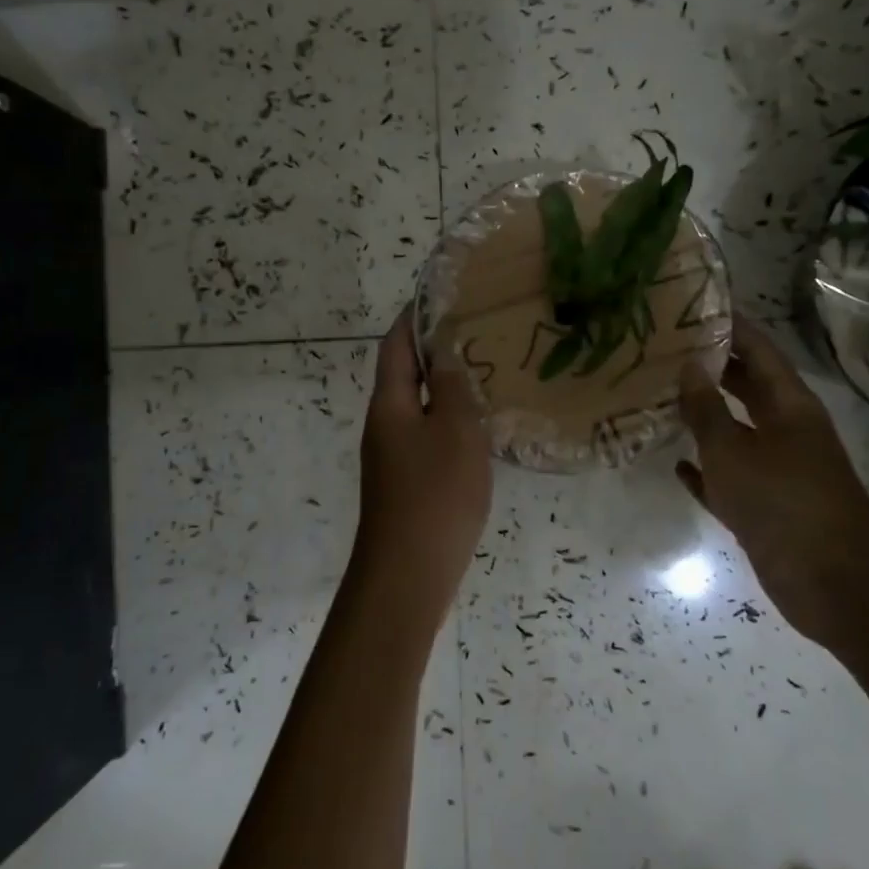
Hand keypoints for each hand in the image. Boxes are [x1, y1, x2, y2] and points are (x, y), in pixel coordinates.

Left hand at [352, 307, 492, 636]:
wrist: (409, 574)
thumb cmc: (435, 494)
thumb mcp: (454, 431)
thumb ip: (449, 388)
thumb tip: (442, 352)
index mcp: (389, 403)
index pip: (396, 345)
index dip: (414, 317)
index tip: (441, 294)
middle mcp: (384, 424)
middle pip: (404, 373)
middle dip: (433, 348)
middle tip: (475, 330)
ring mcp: (393, 456)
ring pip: (418, 406)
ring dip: (444, 385)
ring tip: (484, 370)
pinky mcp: (406, 481)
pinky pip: (427, 435)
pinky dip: (449, 419)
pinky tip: (479, 425)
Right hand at [677, 318, 868, 647]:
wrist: (835, 585)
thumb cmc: (784, 503)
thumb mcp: (734, 451)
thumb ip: (707, 409)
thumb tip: (689, 364)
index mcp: (789, 405)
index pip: (758, 348)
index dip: (729, 324)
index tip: (692, 304)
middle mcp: (785, 429)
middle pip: (746, 385)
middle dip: (710, 366)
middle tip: (663, 348)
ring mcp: (777, 470)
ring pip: (734, 432)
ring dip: (702, 418)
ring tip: (658, 396)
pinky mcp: (766, 507)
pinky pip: (729, 479)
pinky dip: (705, 471)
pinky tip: (674, 464)